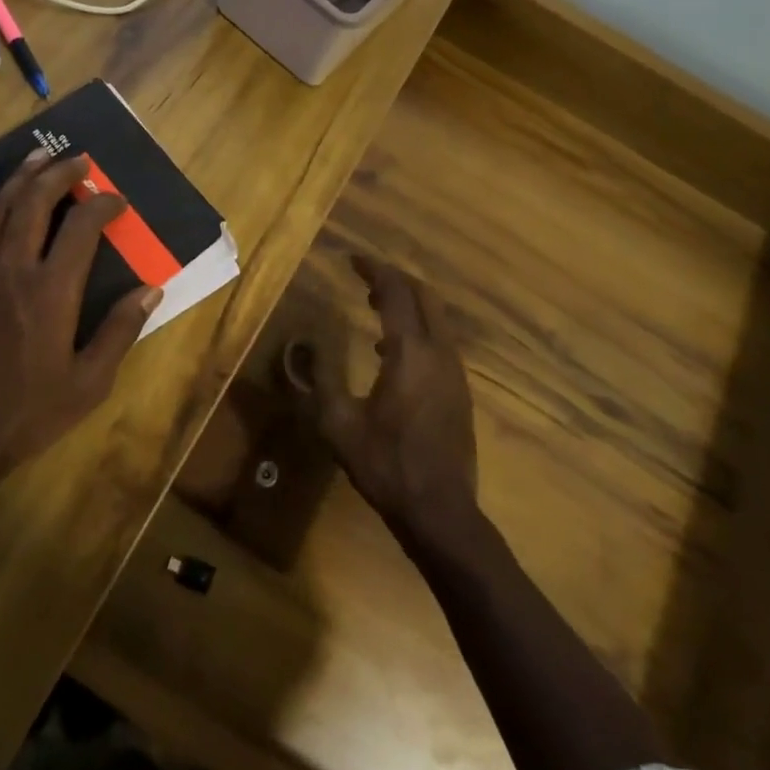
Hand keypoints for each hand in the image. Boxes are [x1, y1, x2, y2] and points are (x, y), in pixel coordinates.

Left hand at [0, 148, 162, 500]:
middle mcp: (12, 269)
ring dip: (21, 177)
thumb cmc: (26, 415)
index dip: (104, 205)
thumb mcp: (88, 384)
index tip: (118, 201)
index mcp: (52, 291)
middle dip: (61, 174)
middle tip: (79, 161)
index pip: (83, 227)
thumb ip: (119, 331)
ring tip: (39, 156)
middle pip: (36, 202)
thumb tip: (151, 289)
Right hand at [310, 255, 478, 539]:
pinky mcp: (460, 390)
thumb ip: (321, 378)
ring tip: (375, 305)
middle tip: (365, 277)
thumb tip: (309, 342)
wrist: (439, 510)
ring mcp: (455, 372)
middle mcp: (439, 353)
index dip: (374, 271)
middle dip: (396, 279)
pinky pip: (440, 340)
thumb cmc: (385, 464)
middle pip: (425, 296)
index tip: (352, 259)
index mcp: (410, 353)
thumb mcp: (338, 423)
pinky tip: (391, 350)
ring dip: (408, 303)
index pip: (396, 293)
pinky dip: (418, 327)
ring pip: (437, 318)